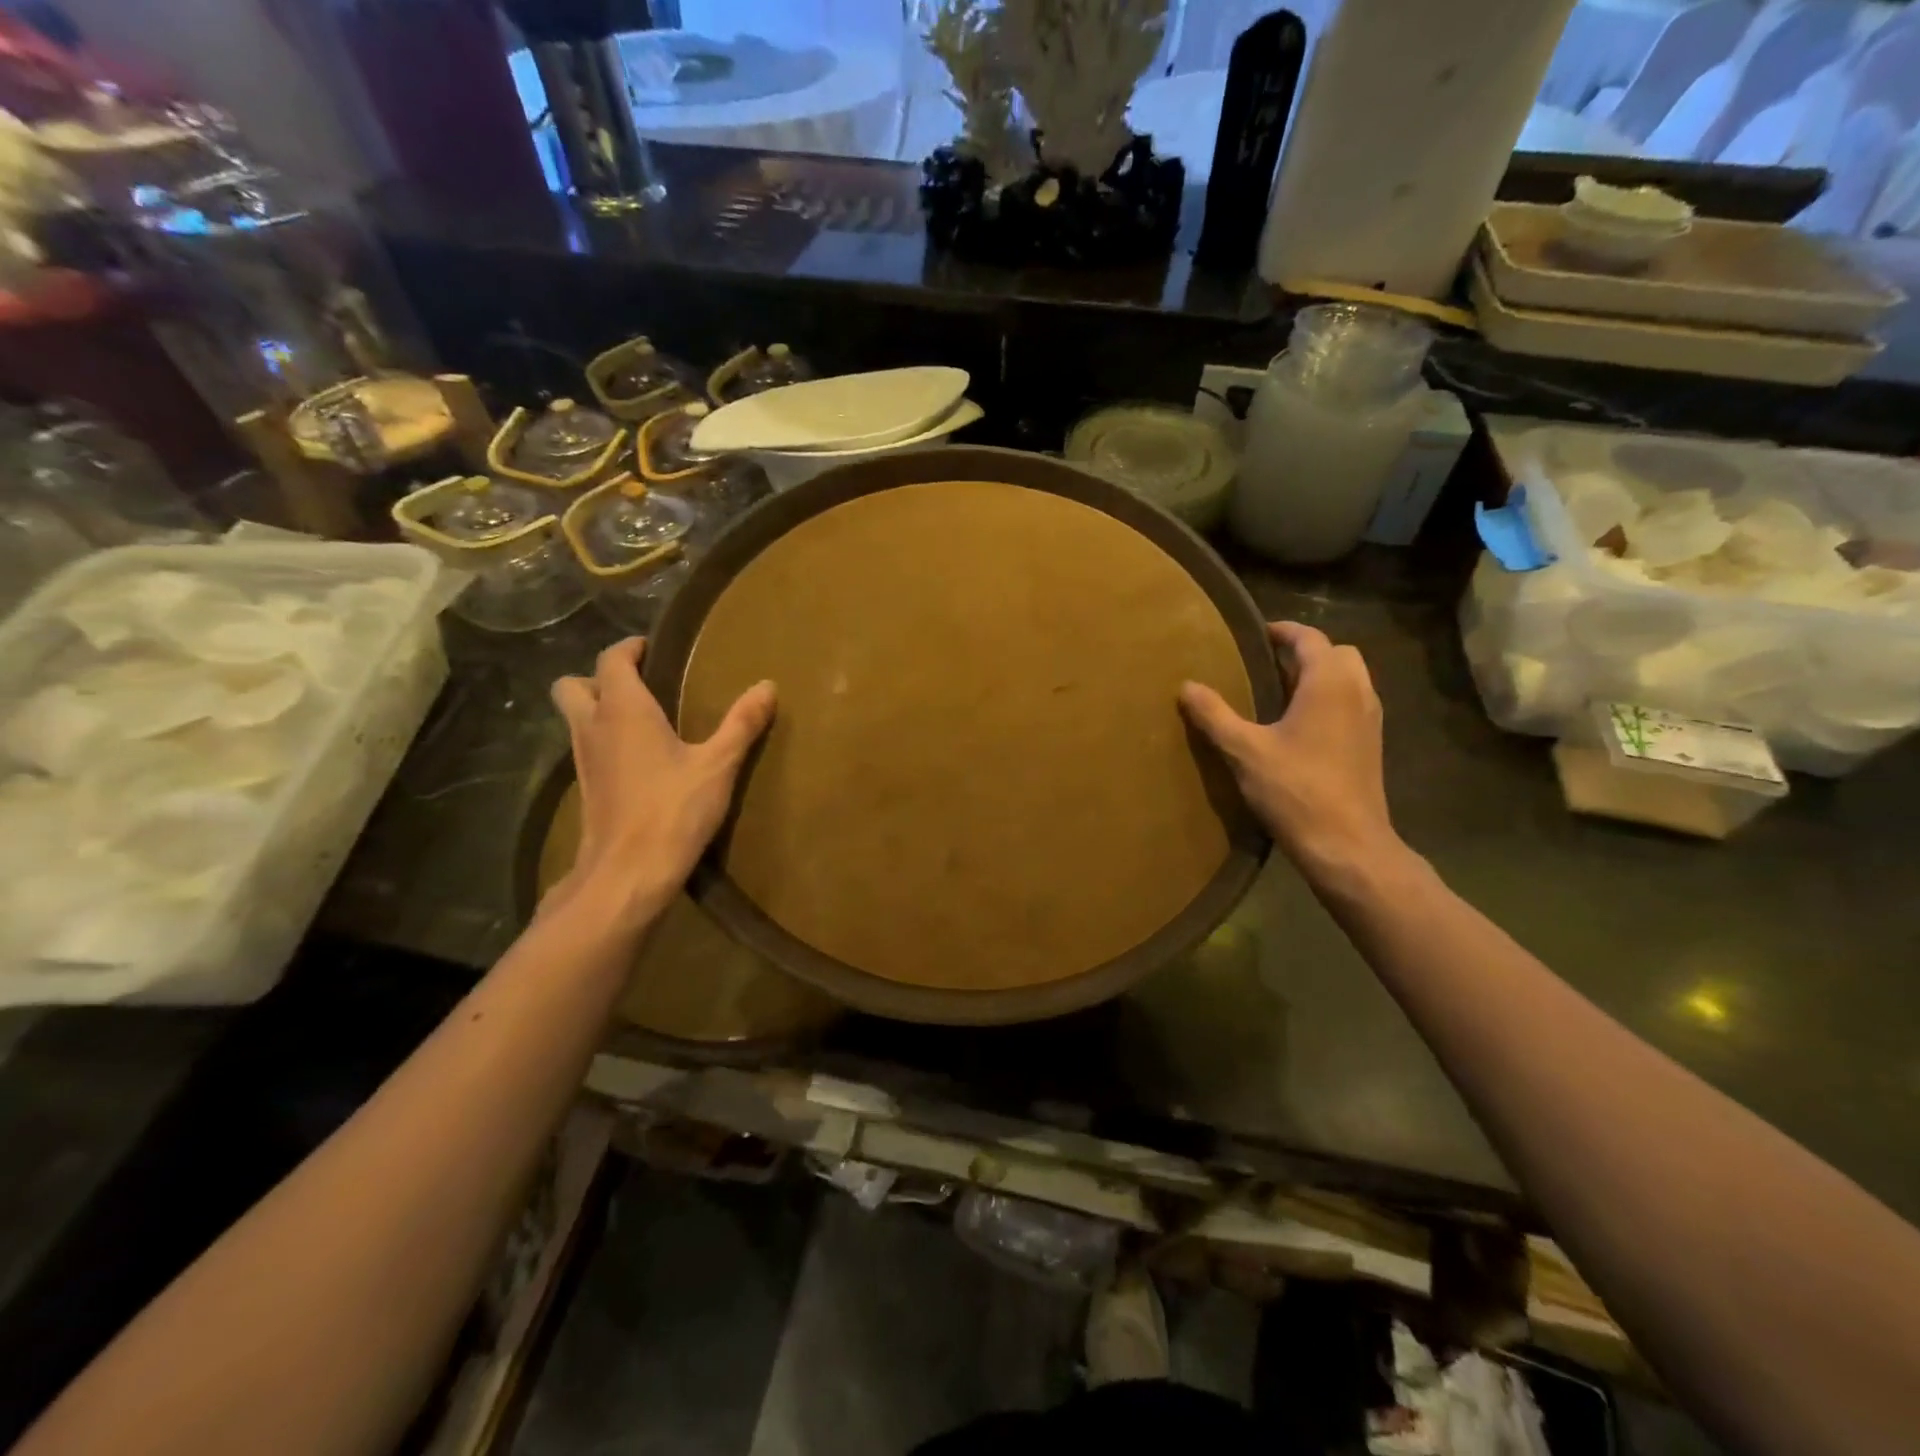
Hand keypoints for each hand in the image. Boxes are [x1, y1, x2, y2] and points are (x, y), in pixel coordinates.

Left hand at [548, 638, 775, 922]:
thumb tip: (767, 686)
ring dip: (598, 709)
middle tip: (637, 684)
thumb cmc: (673, 810)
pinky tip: (638, 760)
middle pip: (573, 686)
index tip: (651, 648)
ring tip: (642, 719)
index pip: (611, 660)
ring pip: (575, 718)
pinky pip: (586, 748)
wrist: (628, 873)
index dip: (628, 649)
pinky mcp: (585, 789)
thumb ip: (741, 723)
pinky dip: (603, 741)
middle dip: (599, 677)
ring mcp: (583, 760)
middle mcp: (593, 727)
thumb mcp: (718, 765)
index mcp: (623, 710)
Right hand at [1179, 622, 1399, 883]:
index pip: (1310, 638)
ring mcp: (1370, 720)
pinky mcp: (1370, 745)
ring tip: (1278, 694)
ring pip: (1349, 679)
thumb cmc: (1295, 790)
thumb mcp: (1244, 751)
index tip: (1254, 635)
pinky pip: (1351, 704)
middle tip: (1266, 664)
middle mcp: (1358, 692)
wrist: (1347, 844)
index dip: (1282, 631)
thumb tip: (1187, 685)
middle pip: (1337, 653)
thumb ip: (1214, 715)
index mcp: (1329, 683)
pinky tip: (1298, 728)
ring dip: (1318, 676)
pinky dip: (1328, 700)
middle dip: (1304, 652)